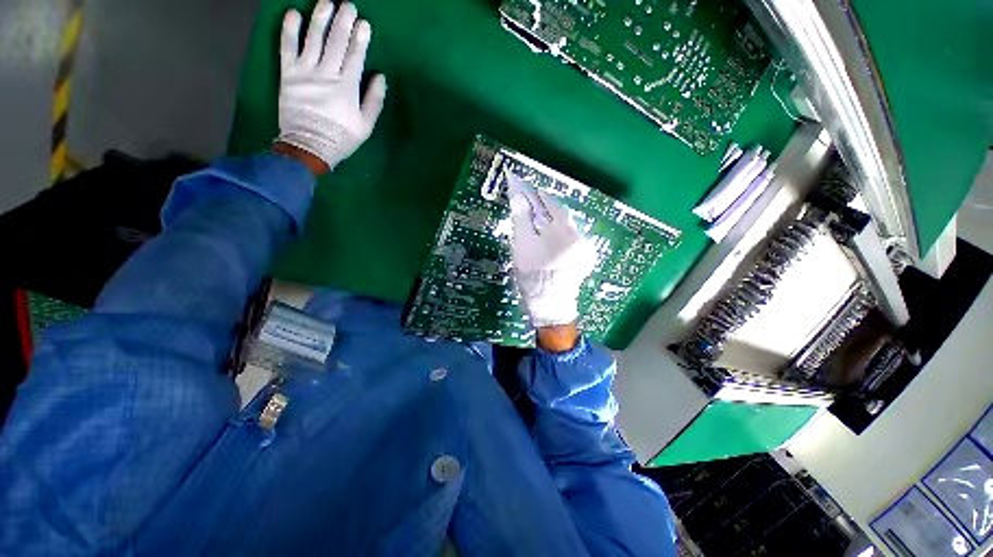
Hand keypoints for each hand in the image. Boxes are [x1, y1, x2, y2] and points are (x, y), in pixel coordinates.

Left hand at [277, 1, 385, 171]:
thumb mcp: (365, 126)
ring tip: (326, 2)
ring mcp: (305, 72)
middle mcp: (326, 74)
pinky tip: (293, 14)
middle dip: (343, 21)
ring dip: (320, 18)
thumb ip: (373, 101)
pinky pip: (287, 47)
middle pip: (336, 42)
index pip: (355, 57)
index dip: (360, 39)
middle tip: (348, 4)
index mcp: (347, 87)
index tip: (364, 23)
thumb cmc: (341, 138)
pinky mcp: (288, 74)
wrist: (309, 146)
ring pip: (313, 39)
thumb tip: (380, 77)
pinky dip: (289, 30)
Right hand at [507, 174, 597, 336]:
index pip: (550, 203)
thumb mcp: (522, 245)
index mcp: (564, 230)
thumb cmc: (533, 274)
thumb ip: (522, 218)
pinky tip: (550, 243)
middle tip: (530, 209)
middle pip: (560, 215)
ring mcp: (585, 248)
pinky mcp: (585, 258)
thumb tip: (519, 195)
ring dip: (552, 224)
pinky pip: (571, 239)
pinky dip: (560, 236)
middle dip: (545, 211)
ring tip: (538, 227)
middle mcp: (579, 234)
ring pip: (566, 227)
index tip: (526, 191)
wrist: (549, 305)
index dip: (536, 196)